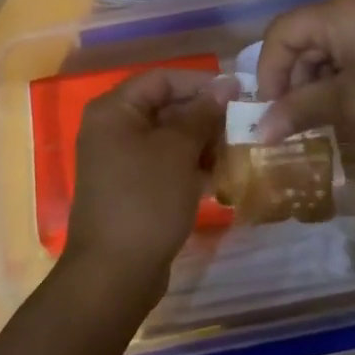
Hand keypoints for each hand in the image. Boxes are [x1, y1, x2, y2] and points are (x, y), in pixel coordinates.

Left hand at [64, 68, 236, 309]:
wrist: (114, 274)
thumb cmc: (146, 200)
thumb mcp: (178, 151)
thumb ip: (202, 114)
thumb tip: (225, 85)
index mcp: (114, 110)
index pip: (162, 79)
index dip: (200, 83)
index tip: (238, 94)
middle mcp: (112, 129)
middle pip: (165, 107)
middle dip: (204, 116)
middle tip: (242, 126)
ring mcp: (120, 161)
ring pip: (168, 138)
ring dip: (201, 143)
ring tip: (236, 153)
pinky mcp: (131, 189)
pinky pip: (164, 165)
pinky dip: (190, 167)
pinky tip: (220, 178)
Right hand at [254, 0, 354, 156]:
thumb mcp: (351, 107)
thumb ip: (300, 111)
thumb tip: (259, 130)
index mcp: (338, 13)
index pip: (281, 34)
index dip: (268, 74)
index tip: (270, 114)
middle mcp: (354, 6)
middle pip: (303, 37)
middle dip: (293, 80)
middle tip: (294, 122)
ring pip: (328, 46)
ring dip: (317, 83)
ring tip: (322, 122)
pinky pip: (353, 51)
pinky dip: (342, 78)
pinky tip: (349, 110)